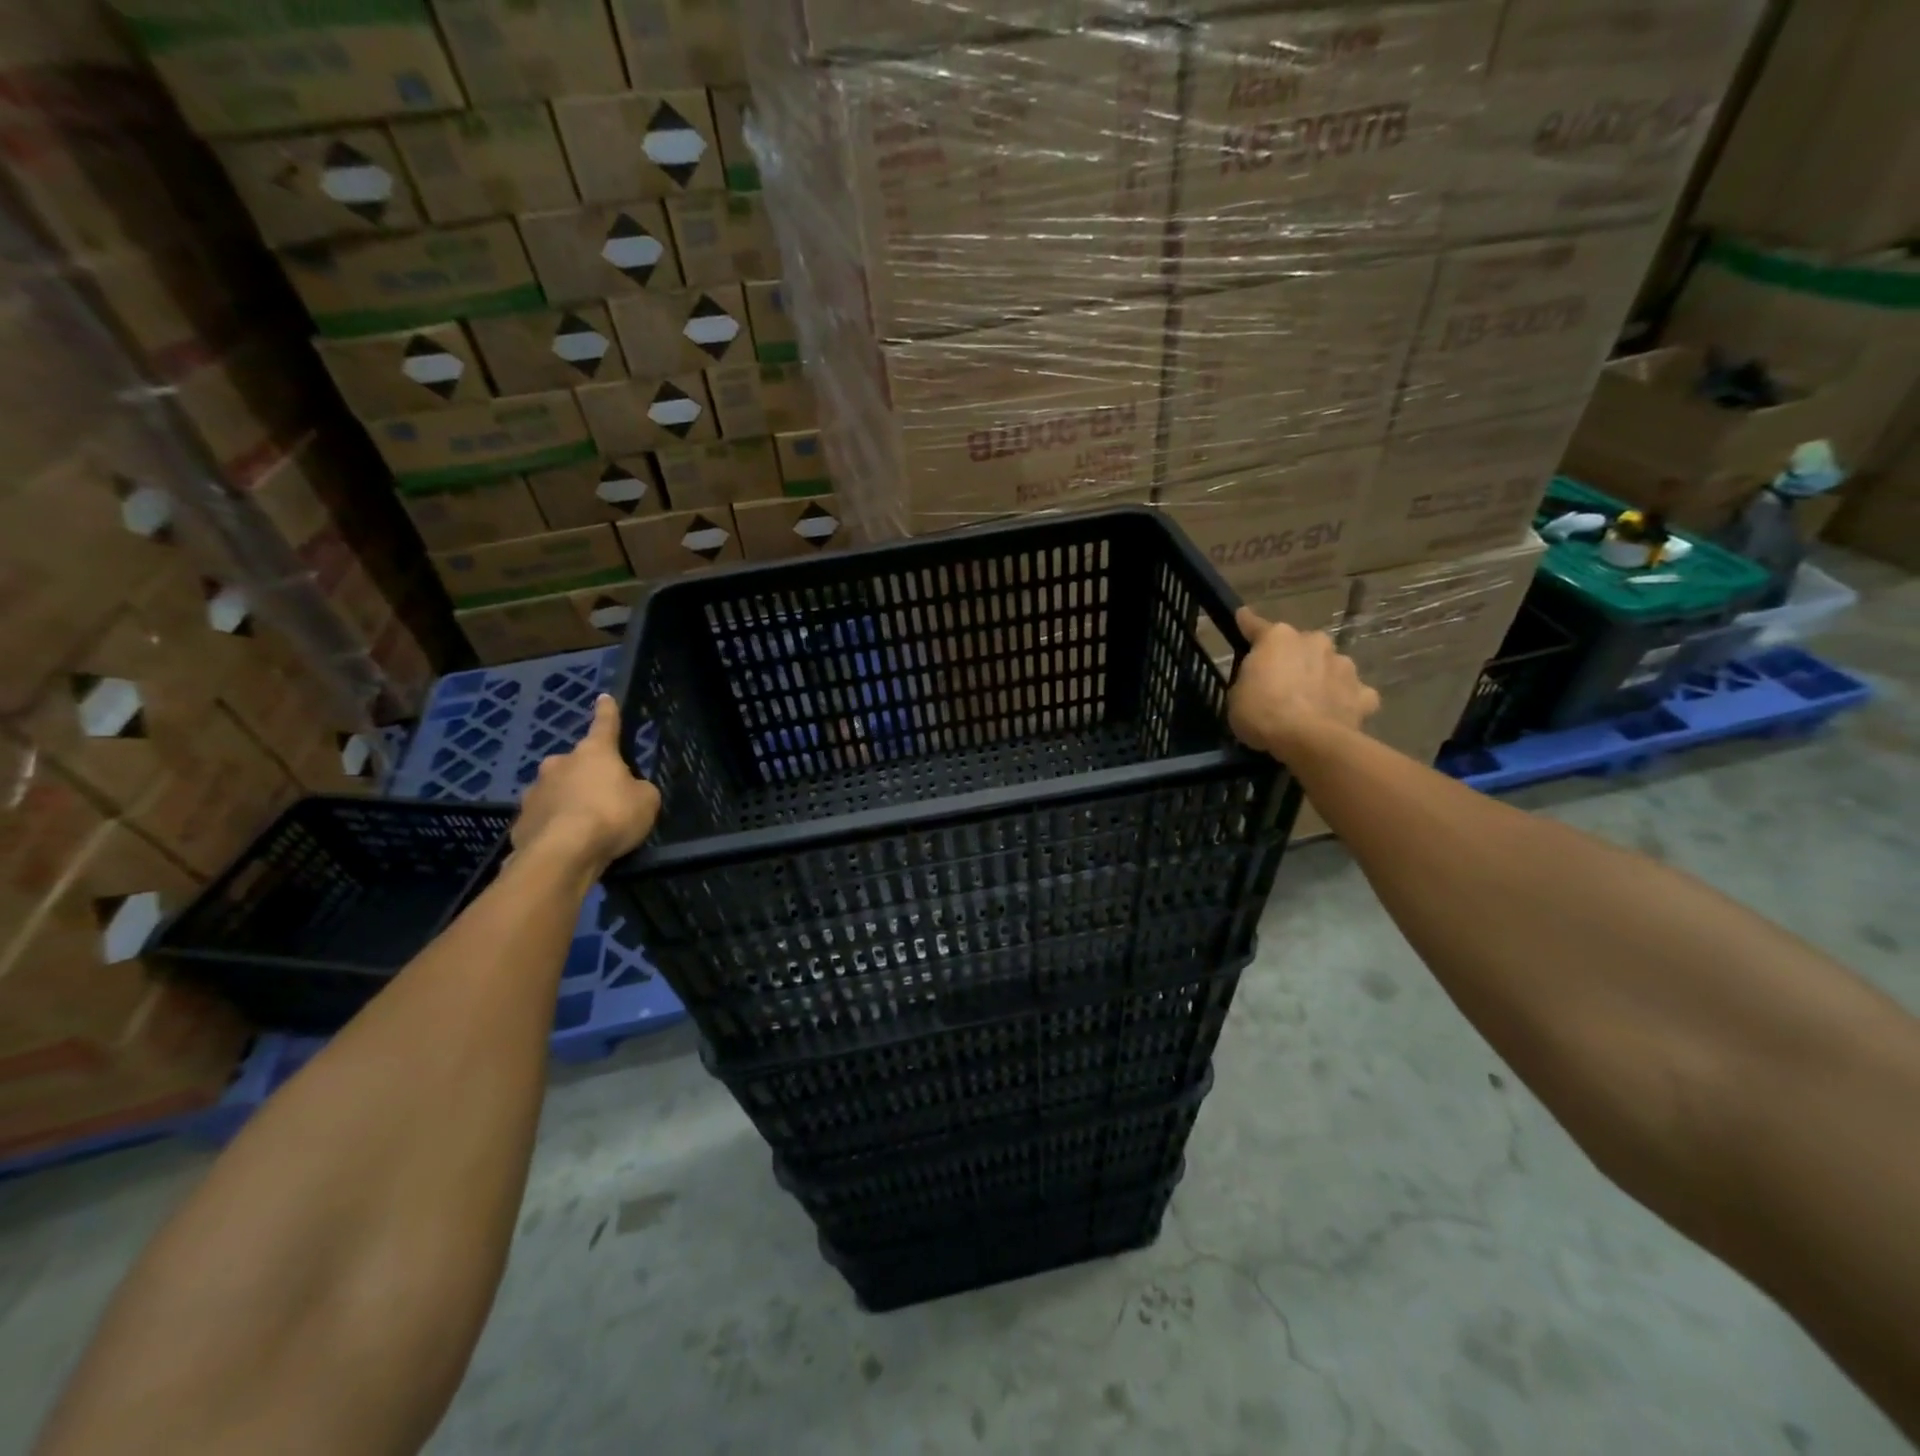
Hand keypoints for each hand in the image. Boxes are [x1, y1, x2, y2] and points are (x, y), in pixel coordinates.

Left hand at [512, 695, 660, 870]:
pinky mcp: (521, 819)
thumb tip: (628, 790)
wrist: (562, 853)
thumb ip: (639, 790)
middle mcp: (560, 763)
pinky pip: (544, 817)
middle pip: (577, 762)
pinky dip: (554, 825)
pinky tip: (565, 843)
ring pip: (556, 789)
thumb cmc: (611, 817)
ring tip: (582, 825)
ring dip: (568, 800)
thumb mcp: (646, 801)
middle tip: (602, 796)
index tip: (604, 698)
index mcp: (594, 752)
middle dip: (587, 774)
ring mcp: (535, 790)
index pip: (605, 725)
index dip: (608, 712)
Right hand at [1227, 608, 1379, 757]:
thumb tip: (1260, 679)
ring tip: (1311, 701)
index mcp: (1278, 638)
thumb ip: (1250, 679)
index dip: (1248, 623)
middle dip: (1294, 658)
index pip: (1257, 626)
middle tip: (1282, 682)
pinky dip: (1346, 699)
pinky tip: (1337, 713)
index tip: (1243, 616)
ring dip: (1321, 676)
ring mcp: (1343, 665)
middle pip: (1301, 645)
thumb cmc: (1262, 713)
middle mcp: (1314, 642)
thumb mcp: (1237, 696)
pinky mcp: (1363, 692)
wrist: (1309, 740)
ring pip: (1330, 665)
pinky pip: (1353, 692)